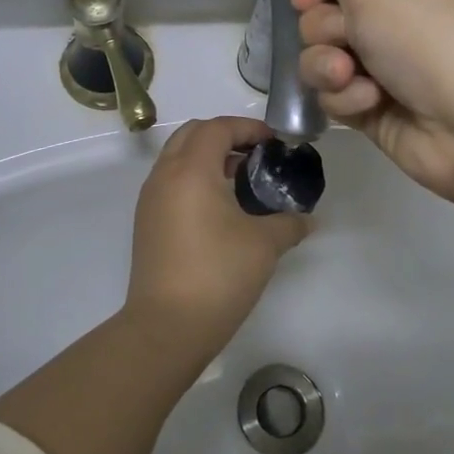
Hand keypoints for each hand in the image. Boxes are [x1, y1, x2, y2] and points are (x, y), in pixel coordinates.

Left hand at [123, 116, 310, 348]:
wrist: (167, 326)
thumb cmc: (218, 274)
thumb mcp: (264, 245)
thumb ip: (289, 223)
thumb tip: (306, 220)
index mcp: (191, 170)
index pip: (217, 128)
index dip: (248, 127)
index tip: (274, 142)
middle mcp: (164, 176)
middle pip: (192, 134)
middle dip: (225, 135)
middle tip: (256, 154)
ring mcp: (150, 199)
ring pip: (177, 158)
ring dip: (207, 157)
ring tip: (241, 180)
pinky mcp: (147, 222)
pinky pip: (171, 182)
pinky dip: (194, 179)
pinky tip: (220, 207)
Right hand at [291, 0, 453, 201]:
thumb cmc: (430, 38)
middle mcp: (397, 12)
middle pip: (323, 12)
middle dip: (325, 29)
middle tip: (348, 38)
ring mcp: (387, 61)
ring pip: (321, 56)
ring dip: (328, 67)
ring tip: (352, 76)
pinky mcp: (377, 105)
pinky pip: (336, 94)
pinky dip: (347, 98)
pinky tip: (372, 103)